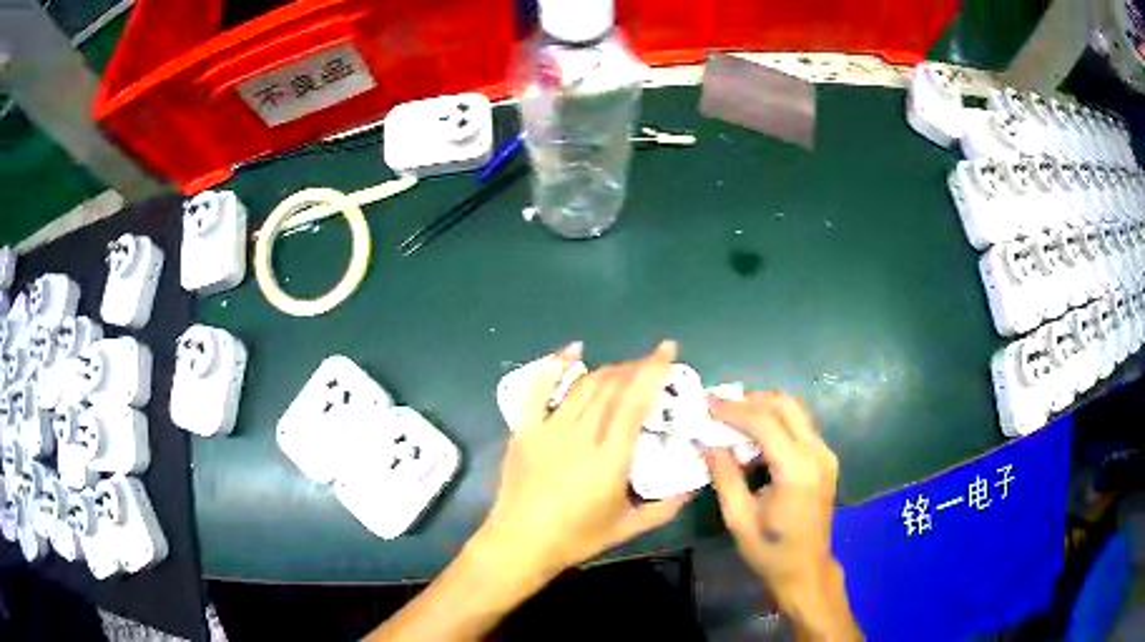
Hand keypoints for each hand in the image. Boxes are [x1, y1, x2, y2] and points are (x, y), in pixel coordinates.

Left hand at [477, 341, 690, 577]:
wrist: (520, 543)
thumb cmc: (575, 538)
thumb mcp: (626, 529)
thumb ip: (663, 509)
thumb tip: (692, 489)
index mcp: (610, 459)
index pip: (635, 402)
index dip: (653, 371)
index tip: (668, 350)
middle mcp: (581, 435)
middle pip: (611, 387)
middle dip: (635, 368)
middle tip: (651, 365)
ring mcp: (549, 429)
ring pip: (584, 386)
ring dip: (608, 371)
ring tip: (624, 368)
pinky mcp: (525, 430)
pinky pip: (538, 390)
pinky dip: (556, 366)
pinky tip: (573, 352)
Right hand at [705, 392, 859, 638]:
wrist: (806, 569)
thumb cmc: (770, 550)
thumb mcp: (739, 518)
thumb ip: (724, 476)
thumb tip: (706, 443)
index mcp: (797, 469)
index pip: (765, 422)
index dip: (734, 410)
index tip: (706, 404)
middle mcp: (817, 453)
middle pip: (786, 405)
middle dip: (751, 401)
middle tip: (720, 407)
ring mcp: (825, 454)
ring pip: (795, 412)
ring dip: (764, 409)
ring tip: (732, 419)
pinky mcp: (825, 459)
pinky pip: (800, 427)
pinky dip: (776, 424)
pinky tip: (754, 440)